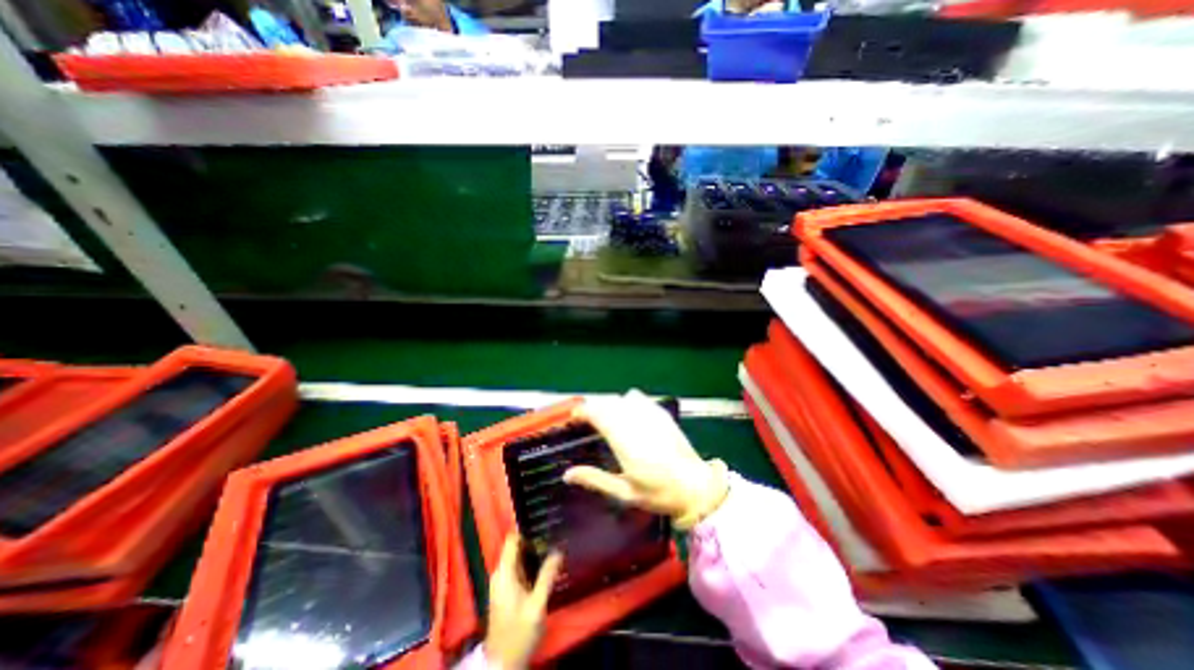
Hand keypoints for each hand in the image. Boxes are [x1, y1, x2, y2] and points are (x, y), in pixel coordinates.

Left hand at [482, 533, 561, 669]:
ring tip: (554, 543)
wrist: (503, 664)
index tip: (545, 520)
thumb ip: (547, 576)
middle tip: (555, 531)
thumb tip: (559, 550)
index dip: (527, 528)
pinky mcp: (506, 590)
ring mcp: (502, 582)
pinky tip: (546, 562)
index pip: (512, 539)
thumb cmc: (519, 633)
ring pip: (518, 557)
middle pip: (516, 546)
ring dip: (534, 551)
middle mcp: (500, 573)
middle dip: (534, 539)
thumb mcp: (537, 605)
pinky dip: (531, 562)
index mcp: (504, 572)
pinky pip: (519, 567)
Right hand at [564, 389, 732, 530]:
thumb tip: (567, 475)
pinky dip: (625, 400)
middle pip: (607, 403)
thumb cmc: (659, 493)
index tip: (574, 418)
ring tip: (604, 417)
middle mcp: (636, 422)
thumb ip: (595, 479)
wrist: (696, 486)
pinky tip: (626, 412)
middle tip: (585, 421)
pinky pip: (637, 397)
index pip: (598, 414)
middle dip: (593, 408)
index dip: (583, 412)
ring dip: (608, 404)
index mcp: (625, 441)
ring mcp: (650, 414)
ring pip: (621, 398)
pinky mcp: (661, 412)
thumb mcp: (624, 492)